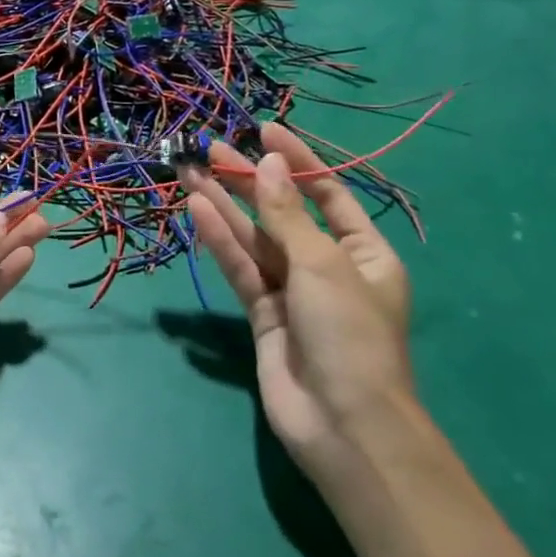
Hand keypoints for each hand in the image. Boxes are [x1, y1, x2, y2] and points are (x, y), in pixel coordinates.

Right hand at [182, 123, 413, 481]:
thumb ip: (286, 214)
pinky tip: (197, 211)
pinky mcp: (264, 315)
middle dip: (249, 182)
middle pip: (283, 213)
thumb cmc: (349, 335)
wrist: (343, 426)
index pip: (327, 193)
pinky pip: (241, 269)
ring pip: (255, 239)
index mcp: (363, 253)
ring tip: (191, 172)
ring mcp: (293, 292)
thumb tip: (267, 163)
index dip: (296, 161)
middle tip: (212, 149)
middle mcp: (328, 267)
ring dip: (225, 207)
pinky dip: (220, 241)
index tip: (265, 130)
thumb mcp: (322, 265)